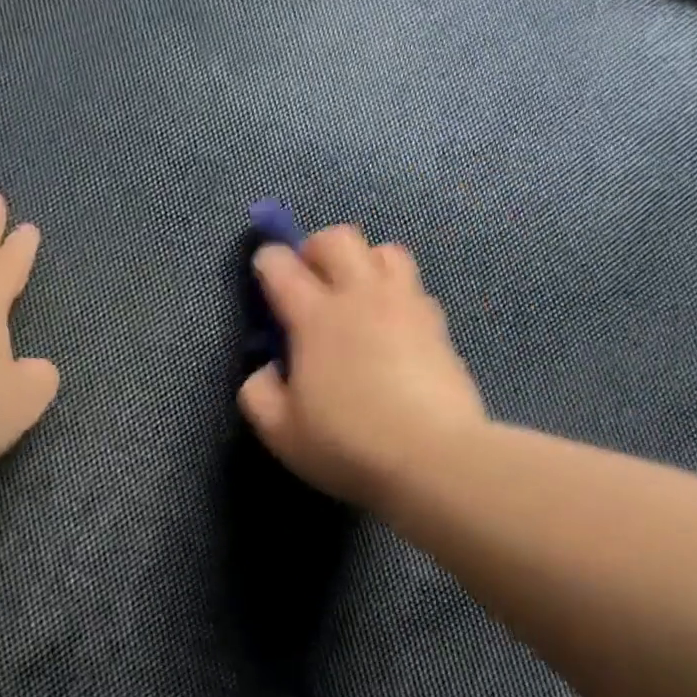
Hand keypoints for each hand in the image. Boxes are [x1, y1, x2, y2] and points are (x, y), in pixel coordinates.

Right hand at [239, 225, 487, 509]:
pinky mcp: (438, 326)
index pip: (281, 266)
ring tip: (356, 295)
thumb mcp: (281, 432)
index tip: (264, 272)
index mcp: (315, 317)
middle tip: (310, 281)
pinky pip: (414, 287)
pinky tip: (392, 327)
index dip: (266, 262)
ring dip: (364, 262)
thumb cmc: (348, 444)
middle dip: (316, 248)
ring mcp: (405, 306)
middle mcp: (361, 296)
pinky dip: (396, 294)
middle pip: (338, 238)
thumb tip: (266, 369)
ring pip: (386, 251)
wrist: (434, 458)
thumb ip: (258, 394)